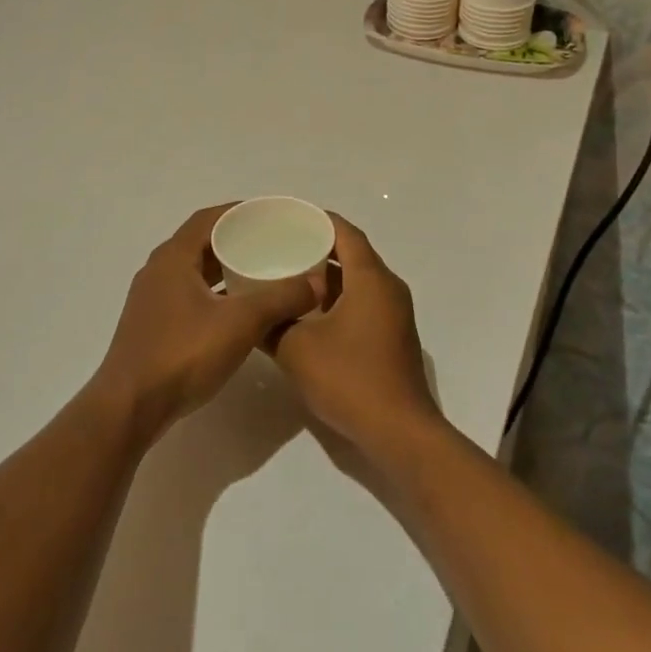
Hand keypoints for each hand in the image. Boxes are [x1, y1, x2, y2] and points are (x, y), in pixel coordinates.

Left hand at [92, 205, 321, 444]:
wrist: (129, 409)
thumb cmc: (182, 355)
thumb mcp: (240, 323)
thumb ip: (281, 299)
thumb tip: (317, 281)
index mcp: (173, 258)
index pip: (207, 219)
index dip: (238, 212)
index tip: (269, 215)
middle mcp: (158, 271)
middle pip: (200, 243)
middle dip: (235, 240)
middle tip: (272, 243)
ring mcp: (152, 301)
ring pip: (194, 272)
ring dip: (224, 269)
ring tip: (261, 273)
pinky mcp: (153, 327)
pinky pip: (189, 295)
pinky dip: (214, 293)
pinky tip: (237, 310)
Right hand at [270, 214, 443, 461]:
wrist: (399, 433)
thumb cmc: (350, 379)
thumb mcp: (297, 349)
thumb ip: (270, 324)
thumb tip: (251, 311)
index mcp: (371, 279)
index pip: (345, 232)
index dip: (317, 220)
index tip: (287, 218)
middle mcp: (388, 288)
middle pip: (352, 253)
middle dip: (317, 247)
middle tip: (280, 246)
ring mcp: (394, 314)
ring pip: (357, 280)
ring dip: (327, 277)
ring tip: (287, 276)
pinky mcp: (392, 336)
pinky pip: (363, 302)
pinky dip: (337, 299)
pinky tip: (308, 313)